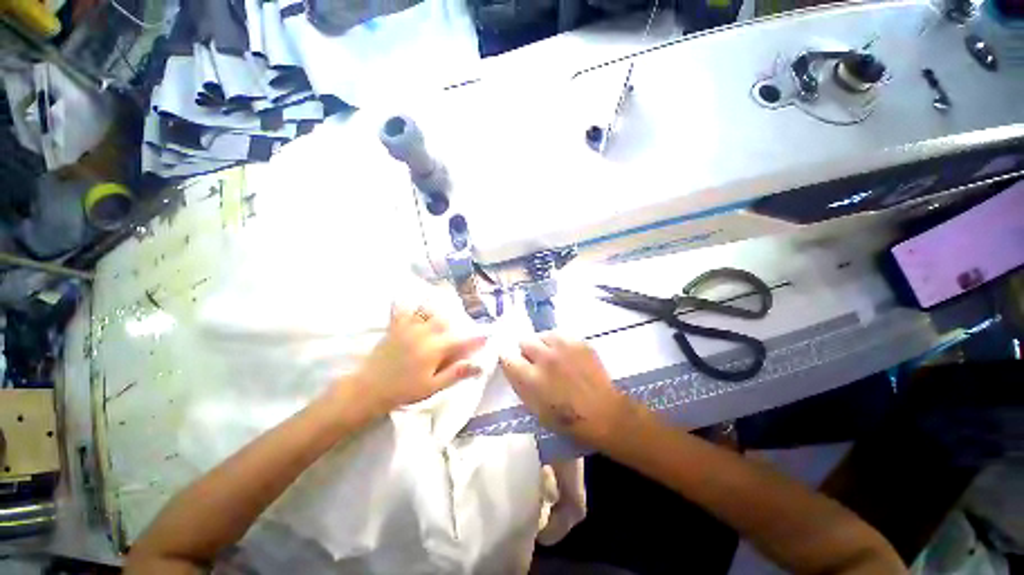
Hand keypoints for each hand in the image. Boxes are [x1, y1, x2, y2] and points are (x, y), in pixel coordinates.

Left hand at [347, 304, 486, 415]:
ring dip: (436, 306)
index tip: (487, 334)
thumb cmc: (404, 390)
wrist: (369, 389)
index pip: (461, 341)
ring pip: (426, 310)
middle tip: (461, 320)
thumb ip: (456, 373)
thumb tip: (479, 366)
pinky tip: (406, 295)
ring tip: (442, 302)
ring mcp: (408, 328)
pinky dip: (404, 301)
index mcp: (435, 349)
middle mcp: (424, 334)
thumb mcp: (433, 386)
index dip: (476, 338)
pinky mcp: (394, 327)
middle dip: (456, 318)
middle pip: (445, 319)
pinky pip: (400, 309)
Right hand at [500, 332, 634, 448]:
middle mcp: (545, 358)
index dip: (508, 360)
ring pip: (542, 335)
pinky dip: (559, 343)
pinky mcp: (579, 342)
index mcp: (532, 377)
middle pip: (524, 341)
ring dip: (542, 345)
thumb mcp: (535, 409)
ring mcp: (564, 347)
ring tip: (551, 356)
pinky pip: (561, 335)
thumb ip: (520, 385)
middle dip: (526, 351)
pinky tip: (566, 355)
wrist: (604, 413)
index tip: (512, 363)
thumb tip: (513, 368)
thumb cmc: (567, 419)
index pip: (507, 357)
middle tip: (534, 362)